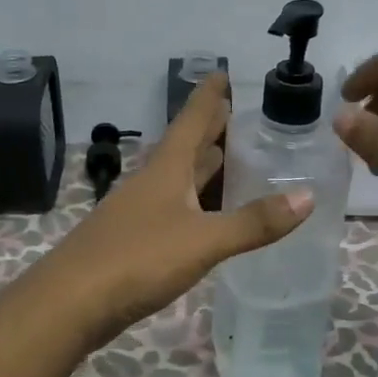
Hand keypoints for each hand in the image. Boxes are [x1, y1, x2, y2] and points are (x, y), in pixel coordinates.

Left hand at [46, 74, 311, 343]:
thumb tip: (307, 197)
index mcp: (166, 169)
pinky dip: (196, 204)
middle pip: (186, 148)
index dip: (209, 96)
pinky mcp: (133, 241)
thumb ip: (254, 222)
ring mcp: (138, 212)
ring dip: (204, 169)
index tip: (224, 72)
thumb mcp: (203, 240)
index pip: (192, 119)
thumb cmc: (137, 259)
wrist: (70, 303)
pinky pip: (173, 210)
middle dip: (211, 132)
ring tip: (233, 160)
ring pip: (178, 180)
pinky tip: (208, 217)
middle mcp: (151, 182)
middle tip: (243, 118)